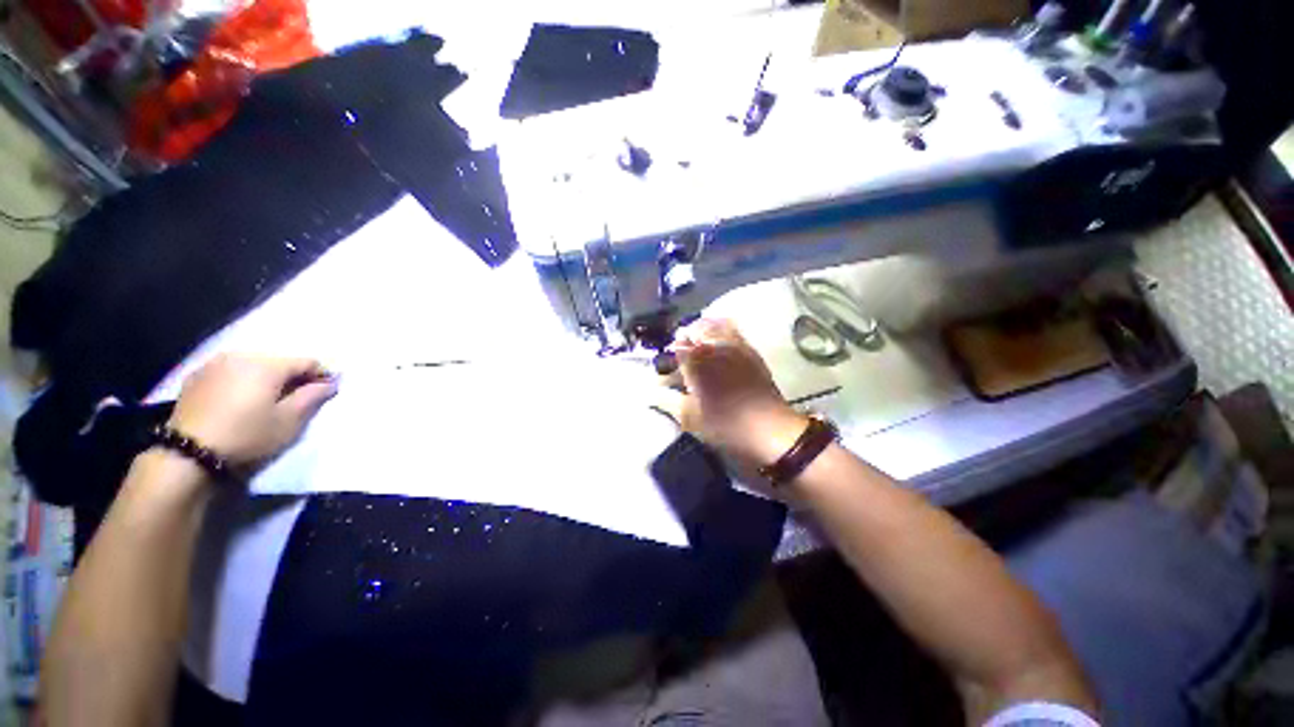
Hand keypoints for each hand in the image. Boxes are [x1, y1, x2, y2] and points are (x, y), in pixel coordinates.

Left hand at [168, 355, 337, 466]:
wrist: (187, 453)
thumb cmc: (246, 435)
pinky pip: (230, 371)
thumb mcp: (288, 421)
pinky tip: (240, 400)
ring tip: (267, 399)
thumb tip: (329, 383)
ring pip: (253, 365)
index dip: (321, 375)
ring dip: (266, 378)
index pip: (307, 361)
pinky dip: (242, 381)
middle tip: (297, 398)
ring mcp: (215, 363)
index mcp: (268, 364)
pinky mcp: (197, 376)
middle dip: (292, 376)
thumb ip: (312, 397)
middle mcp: (242, 355)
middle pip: (279, 361)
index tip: (327, 391)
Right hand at [671, 319, 808, 468]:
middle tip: (683, 356)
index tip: (668, 367)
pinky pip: (734, 332)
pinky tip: (720, 351)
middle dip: (686, 338)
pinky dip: (722, 333)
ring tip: (701, 349)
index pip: (676, 345)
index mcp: (697, 359)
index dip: (670, 355)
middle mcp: (716, 344)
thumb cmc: (724, 424)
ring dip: (704, 332)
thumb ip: (666, 399)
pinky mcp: (752, 351)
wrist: (770, 431)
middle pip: (696, 328)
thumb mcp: (688, 417)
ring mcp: (737, 345)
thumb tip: (651, 389)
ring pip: (716, 324)